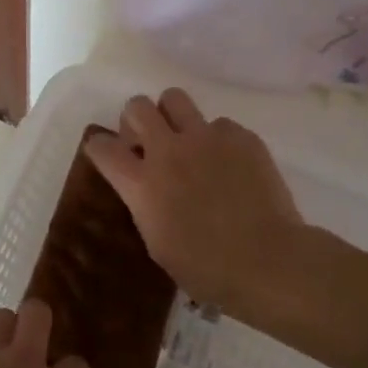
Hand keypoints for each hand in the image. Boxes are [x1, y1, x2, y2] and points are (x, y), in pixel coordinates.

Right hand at [85, 89, 304, 310]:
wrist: (269, 262)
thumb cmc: (208, 269)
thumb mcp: (158, 243)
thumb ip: (146, 205)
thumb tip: (149, 191)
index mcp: (141, 183)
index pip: (102, 147)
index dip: (99, 147)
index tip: (106, 153)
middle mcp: (167, 150)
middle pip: (137, 107)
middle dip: (137, 120)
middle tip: (149, 141)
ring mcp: (205, 138)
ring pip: (174, 98)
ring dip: (173, 116)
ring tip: (187, 141)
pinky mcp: (241, 136)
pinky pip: (220, 124)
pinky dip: (219, 140)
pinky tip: (231, 166)